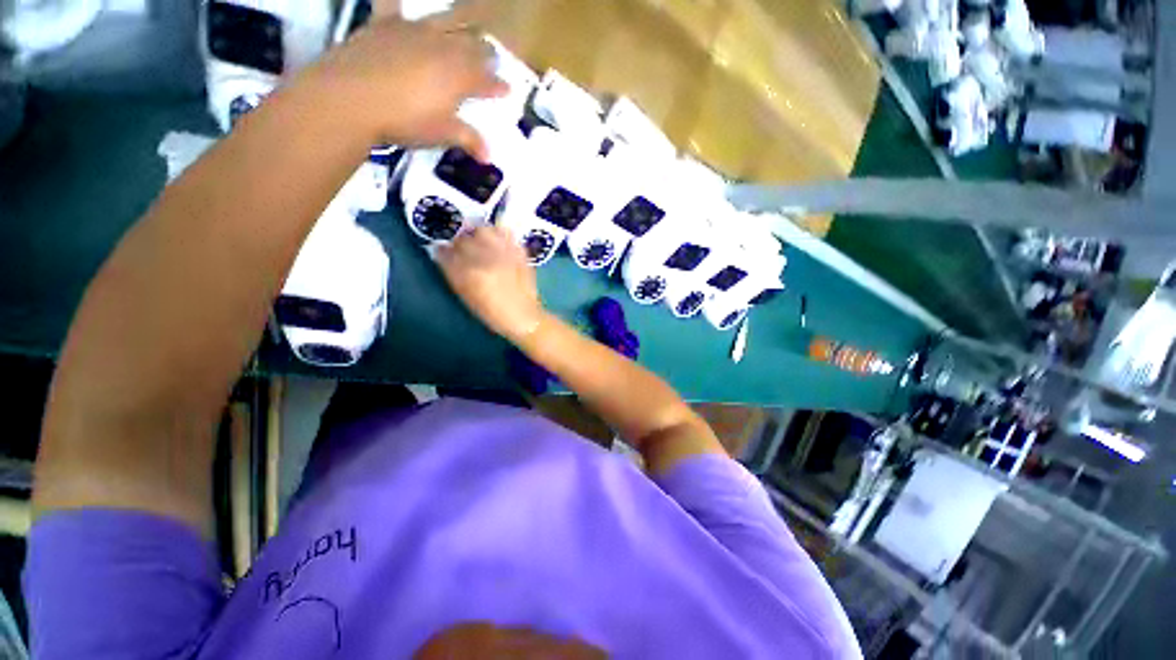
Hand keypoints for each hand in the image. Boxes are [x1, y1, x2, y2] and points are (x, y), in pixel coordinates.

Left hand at [298, 4, 507, 158]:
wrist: (352, 97)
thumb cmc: (406, 120)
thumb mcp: (442, 134)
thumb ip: (469, 140)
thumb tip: (489, 156)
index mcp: (461, 76)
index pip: (487, 81)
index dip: (498, 86)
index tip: (507, 90)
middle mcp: (443, 47)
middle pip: (472, 45)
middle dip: (485, 52)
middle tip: (491, 56)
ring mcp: (414, 31)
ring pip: (446, 20)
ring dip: (460, 23)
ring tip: (467, 24)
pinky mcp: (385, 24)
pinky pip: (392, 5)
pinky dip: (397, 2)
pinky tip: (401, 2)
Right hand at [436, 226, 545, 342]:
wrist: (523, 316)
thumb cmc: (493, 312)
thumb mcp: (466, 296)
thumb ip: (453, 273)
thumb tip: (443, 253)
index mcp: (469, 274)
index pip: (446, 252)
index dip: (444, 250)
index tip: (445, 252)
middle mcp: (485, 259)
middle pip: (464, 238)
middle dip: (460, 241)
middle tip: (463, 248)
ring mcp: (504, 253)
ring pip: (483, 230)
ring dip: (478, 233)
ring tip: (480, 242)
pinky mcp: (519, 252)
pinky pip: (505, 233)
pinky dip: (498, 234)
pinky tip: (497, 242)